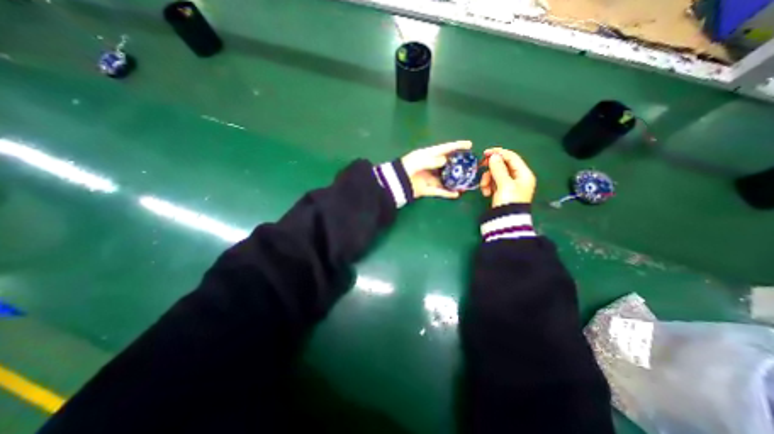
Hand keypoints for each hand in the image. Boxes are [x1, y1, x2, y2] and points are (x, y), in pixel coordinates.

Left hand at [402, 139, 475, 197]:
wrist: (396, 183)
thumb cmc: (407, 167)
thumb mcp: (421, 160)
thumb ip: (434, 160)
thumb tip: (446, 160)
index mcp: (428, 155)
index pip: (445, 148)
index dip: (457, 146)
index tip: (470, 144)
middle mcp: (430, 166)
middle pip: (447, 164)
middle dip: (459, 165)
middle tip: (471, 166)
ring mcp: (428, 178)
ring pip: (445, 179)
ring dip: (455, 181)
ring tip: (466, 182)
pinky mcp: (426, 189)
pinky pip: (439, 191)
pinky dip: (447, 193)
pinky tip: (456, 194)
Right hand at [482, 146, 536, 206]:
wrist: (505, 221)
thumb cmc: (508, 201)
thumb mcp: (504, 184)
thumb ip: (498, 169)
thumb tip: (493, 156)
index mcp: (523, 174)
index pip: (512, 157)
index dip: (499, 153)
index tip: (485, 153)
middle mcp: (518, 177)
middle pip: (502, 165)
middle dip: (491, 169)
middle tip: (481, 167)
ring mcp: (509, 185)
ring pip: (496, 174)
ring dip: (487, 179)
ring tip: (484, 188)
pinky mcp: (502, 191)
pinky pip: (493, 183)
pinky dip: (488, 186)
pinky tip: (486, 193)